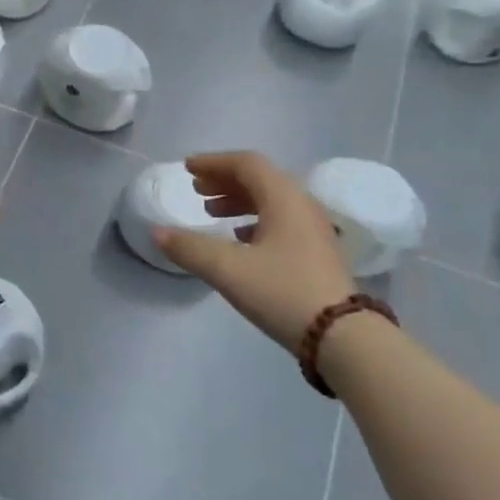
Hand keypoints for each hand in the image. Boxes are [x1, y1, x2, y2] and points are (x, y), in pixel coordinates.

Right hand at [153, 151, 356, 356]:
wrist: (343, 337)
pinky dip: (254, 220)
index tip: (188, 168)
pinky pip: (281, 221)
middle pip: (260, 179)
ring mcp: (314, 230)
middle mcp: (302, 206)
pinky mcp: (317, 253)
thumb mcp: (228, 270)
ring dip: (238, 201)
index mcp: (284, 198)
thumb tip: (157, 232)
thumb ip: (190, 248)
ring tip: (211, 212)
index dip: (215, 162)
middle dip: (225, 180)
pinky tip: (240, 239)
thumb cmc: (283, 292)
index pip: (247, 164)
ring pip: (271, 201)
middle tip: (197, 189)